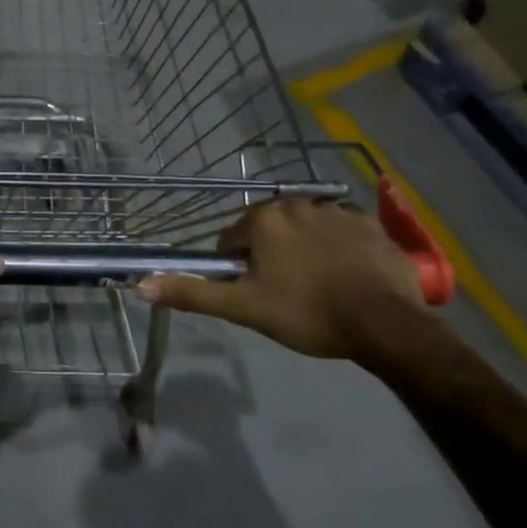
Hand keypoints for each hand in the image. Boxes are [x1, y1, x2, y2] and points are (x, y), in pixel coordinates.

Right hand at [138, 197, 430, 361]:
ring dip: (302, 251)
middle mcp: (296, 203)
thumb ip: (192, 293)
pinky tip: (346, 278)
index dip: (236, 269)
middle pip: (268, 230)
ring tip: (317, 288)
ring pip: (304, 230)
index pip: (231, 240)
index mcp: (263, 219)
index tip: (254, 294)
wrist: (387, 324)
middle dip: (270, 256)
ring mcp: (337, 211)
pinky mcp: (370, 225)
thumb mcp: (244, 308)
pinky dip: (337, 250)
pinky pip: (340, 234)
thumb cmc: (308, 313)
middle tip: (284, 293)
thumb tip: (139, 285)